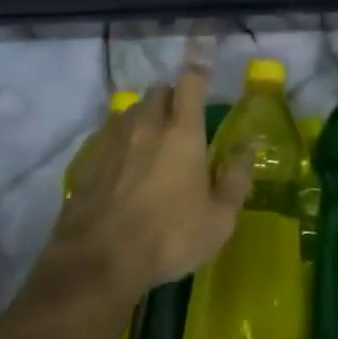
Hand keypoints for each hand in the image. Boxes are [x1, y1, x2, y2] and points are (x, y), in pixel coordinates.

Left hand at [50, 67, 254, 295]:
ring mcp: (114, 140)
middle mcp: (147, 125)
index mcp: (182, 131)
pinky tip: (124, 169)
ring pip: (131, 110)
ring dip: (144, 117)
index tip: (205, 84)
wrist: (98, 261)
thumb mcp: (219, 220)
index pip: (190, 82)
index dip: (199, 77)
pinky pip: (109, 136)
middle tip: (181, 122)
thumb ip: (237, 180)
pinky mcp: (90, 160)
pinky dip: (121, 142)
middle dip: (171, 98)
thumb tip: (247, 148)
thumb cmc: (169, 237)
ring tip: (151, 143)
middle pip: (158, 91)